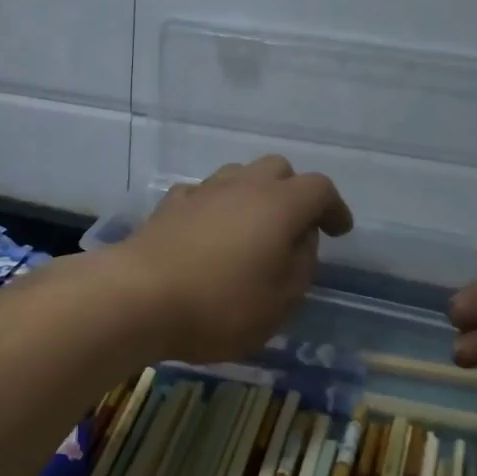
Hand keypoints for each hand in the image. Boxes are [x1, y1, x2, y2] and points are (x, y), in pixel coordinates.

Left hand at [108, 157, 353, 362]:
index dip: (334, 208)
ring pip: (237, 176)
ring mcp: (202, 192)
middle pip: (278, 169)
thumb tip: (301, 241)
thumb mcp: (280, 302)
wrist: (138, 297)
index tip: (339, 231)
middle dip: (293, 193)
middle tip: (296, 227)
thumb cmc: (220, 306)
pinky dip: (215, 208)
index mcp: (279, 205)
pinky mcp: (169, 206)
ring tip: (252, 230)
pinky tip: (209, 233)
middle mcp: (242, 186)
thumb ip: (301, 266)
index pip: (319, 189)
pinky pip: (203, 194)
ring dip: (252, 195)